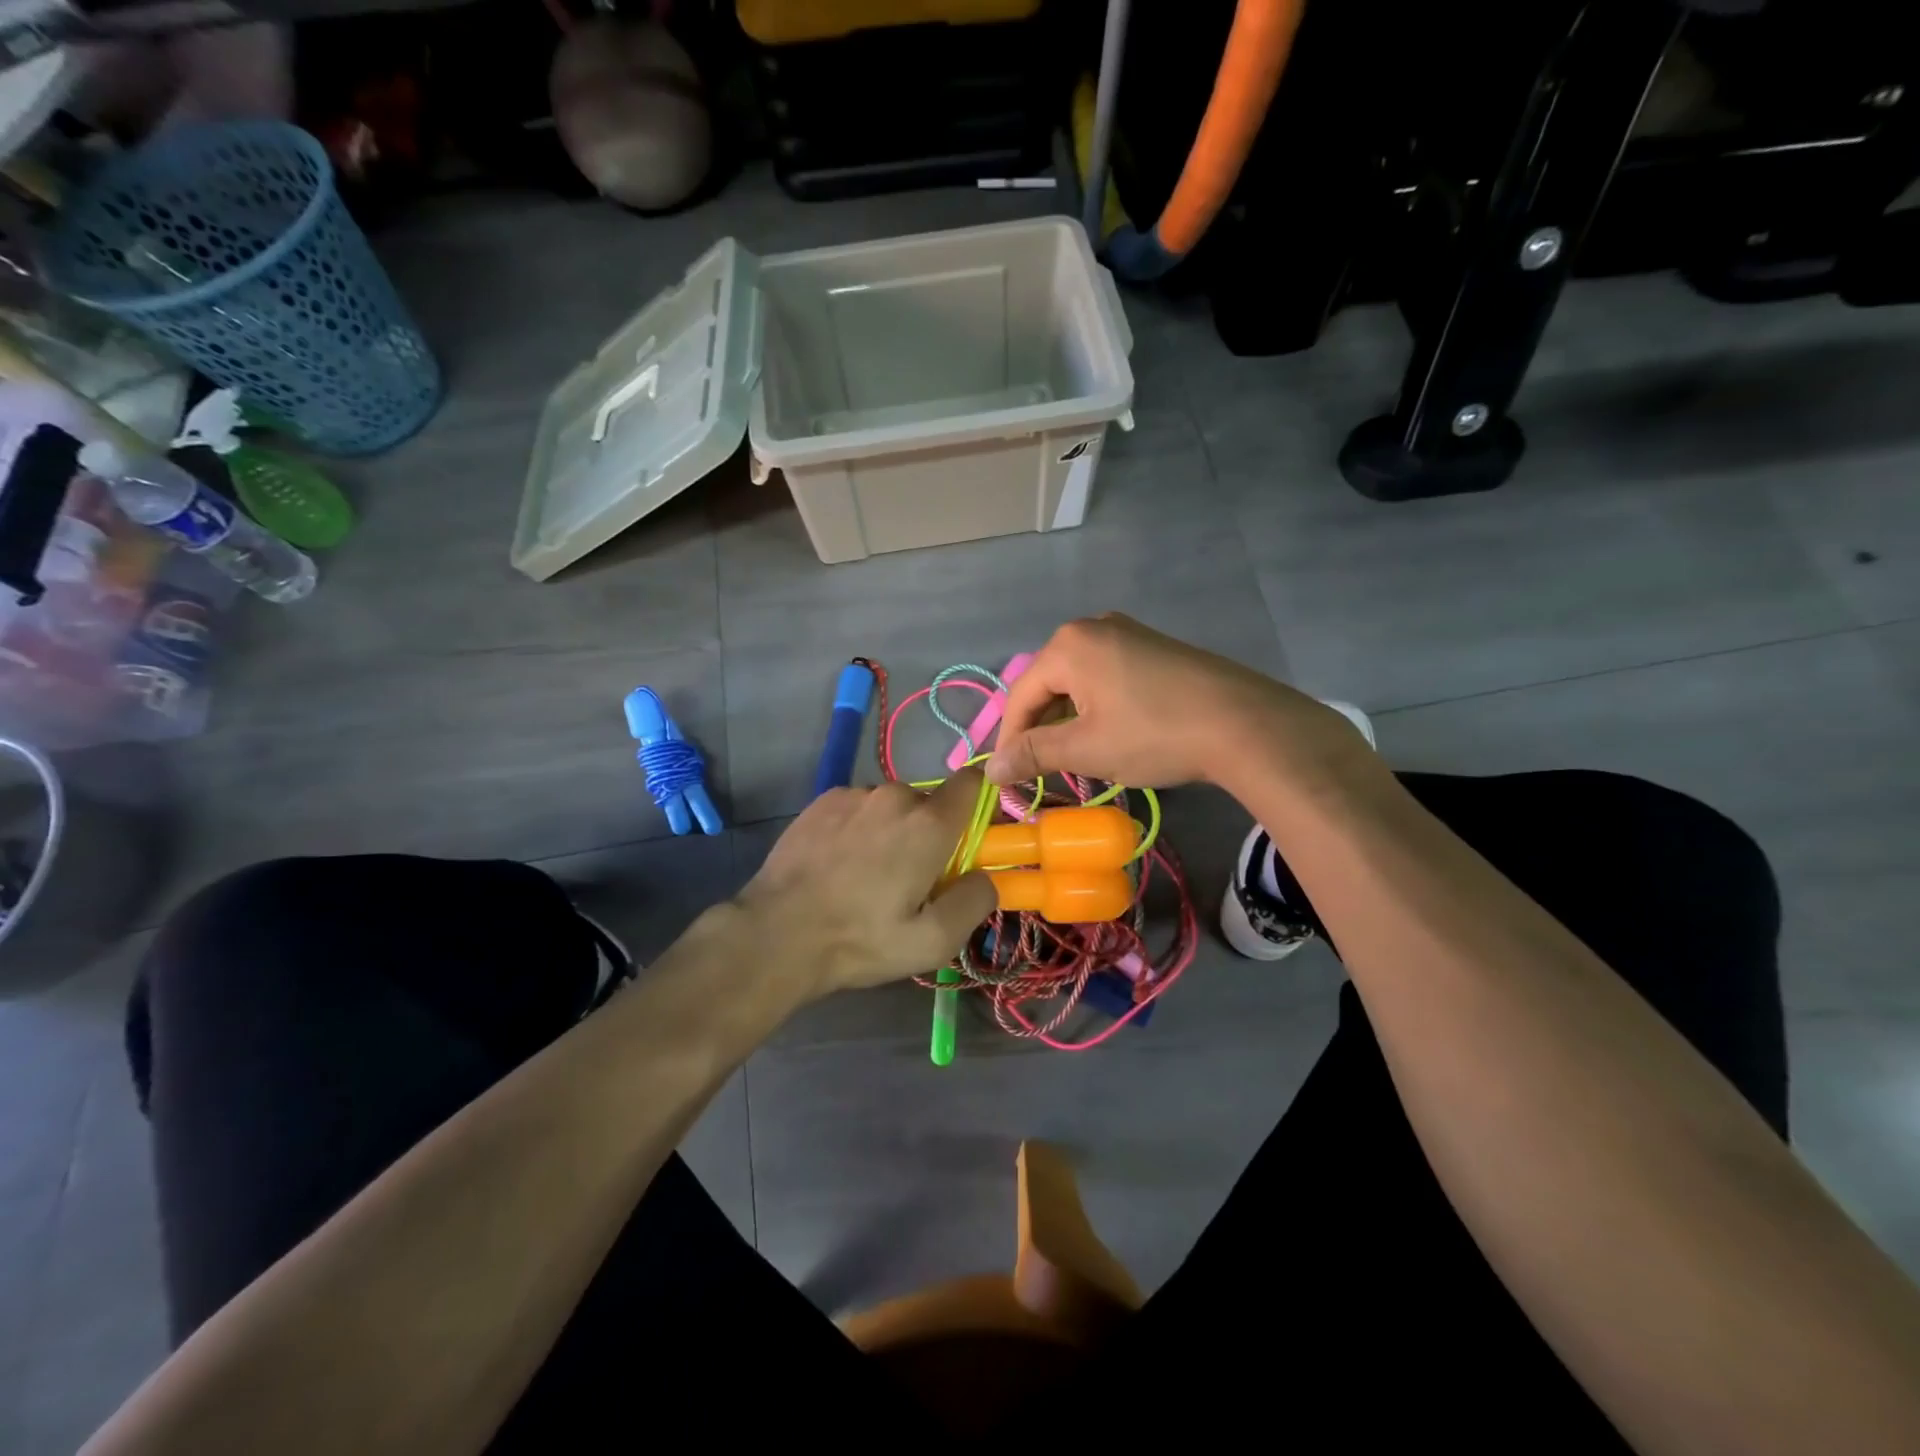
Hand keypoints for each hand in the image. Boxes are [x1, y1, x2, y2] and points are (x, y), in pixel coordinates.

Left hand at [731, 769, 996, 994]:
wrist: (776, 933)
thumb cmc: (860, 939)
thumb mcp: (933, 941)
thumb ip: (975, 901)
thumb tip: (988, 876)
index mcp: (928, 823)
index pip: (972, 783)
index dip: (978, 805)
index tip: (970, 839)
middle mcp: (894, 795)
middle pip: (929, 803)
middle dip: (929, 833)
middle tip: (911, 878)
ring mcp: (853, 794)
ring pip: (890, 807)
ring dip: (891, 831)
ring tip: (866, 875)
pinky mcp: (821, 801)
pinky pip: (857, 808)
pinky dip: (858, 829)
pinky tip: (838, 865)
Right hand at [985, 614, 1366, 790]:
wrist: (1245, 724)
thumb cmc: (1155, 734)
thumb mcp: (1086, 749)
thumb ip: (1033, 755)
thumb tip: (990, 770)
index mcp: (1068, 645)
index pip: (1020, 696)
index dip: (1009, 740)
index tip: (1006, 779)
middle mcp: (1093, 627)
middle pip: (1047, 685)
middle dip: (1039, 730)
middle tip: (1037, 771)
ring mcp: (1128, 634)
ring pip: (1077, 683)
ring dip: (1067, 722)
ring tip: (1071, 760)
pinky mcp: (1154, 649)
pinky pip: (1106, 678)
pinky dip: (1095, 709)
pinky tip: (1106, 736)